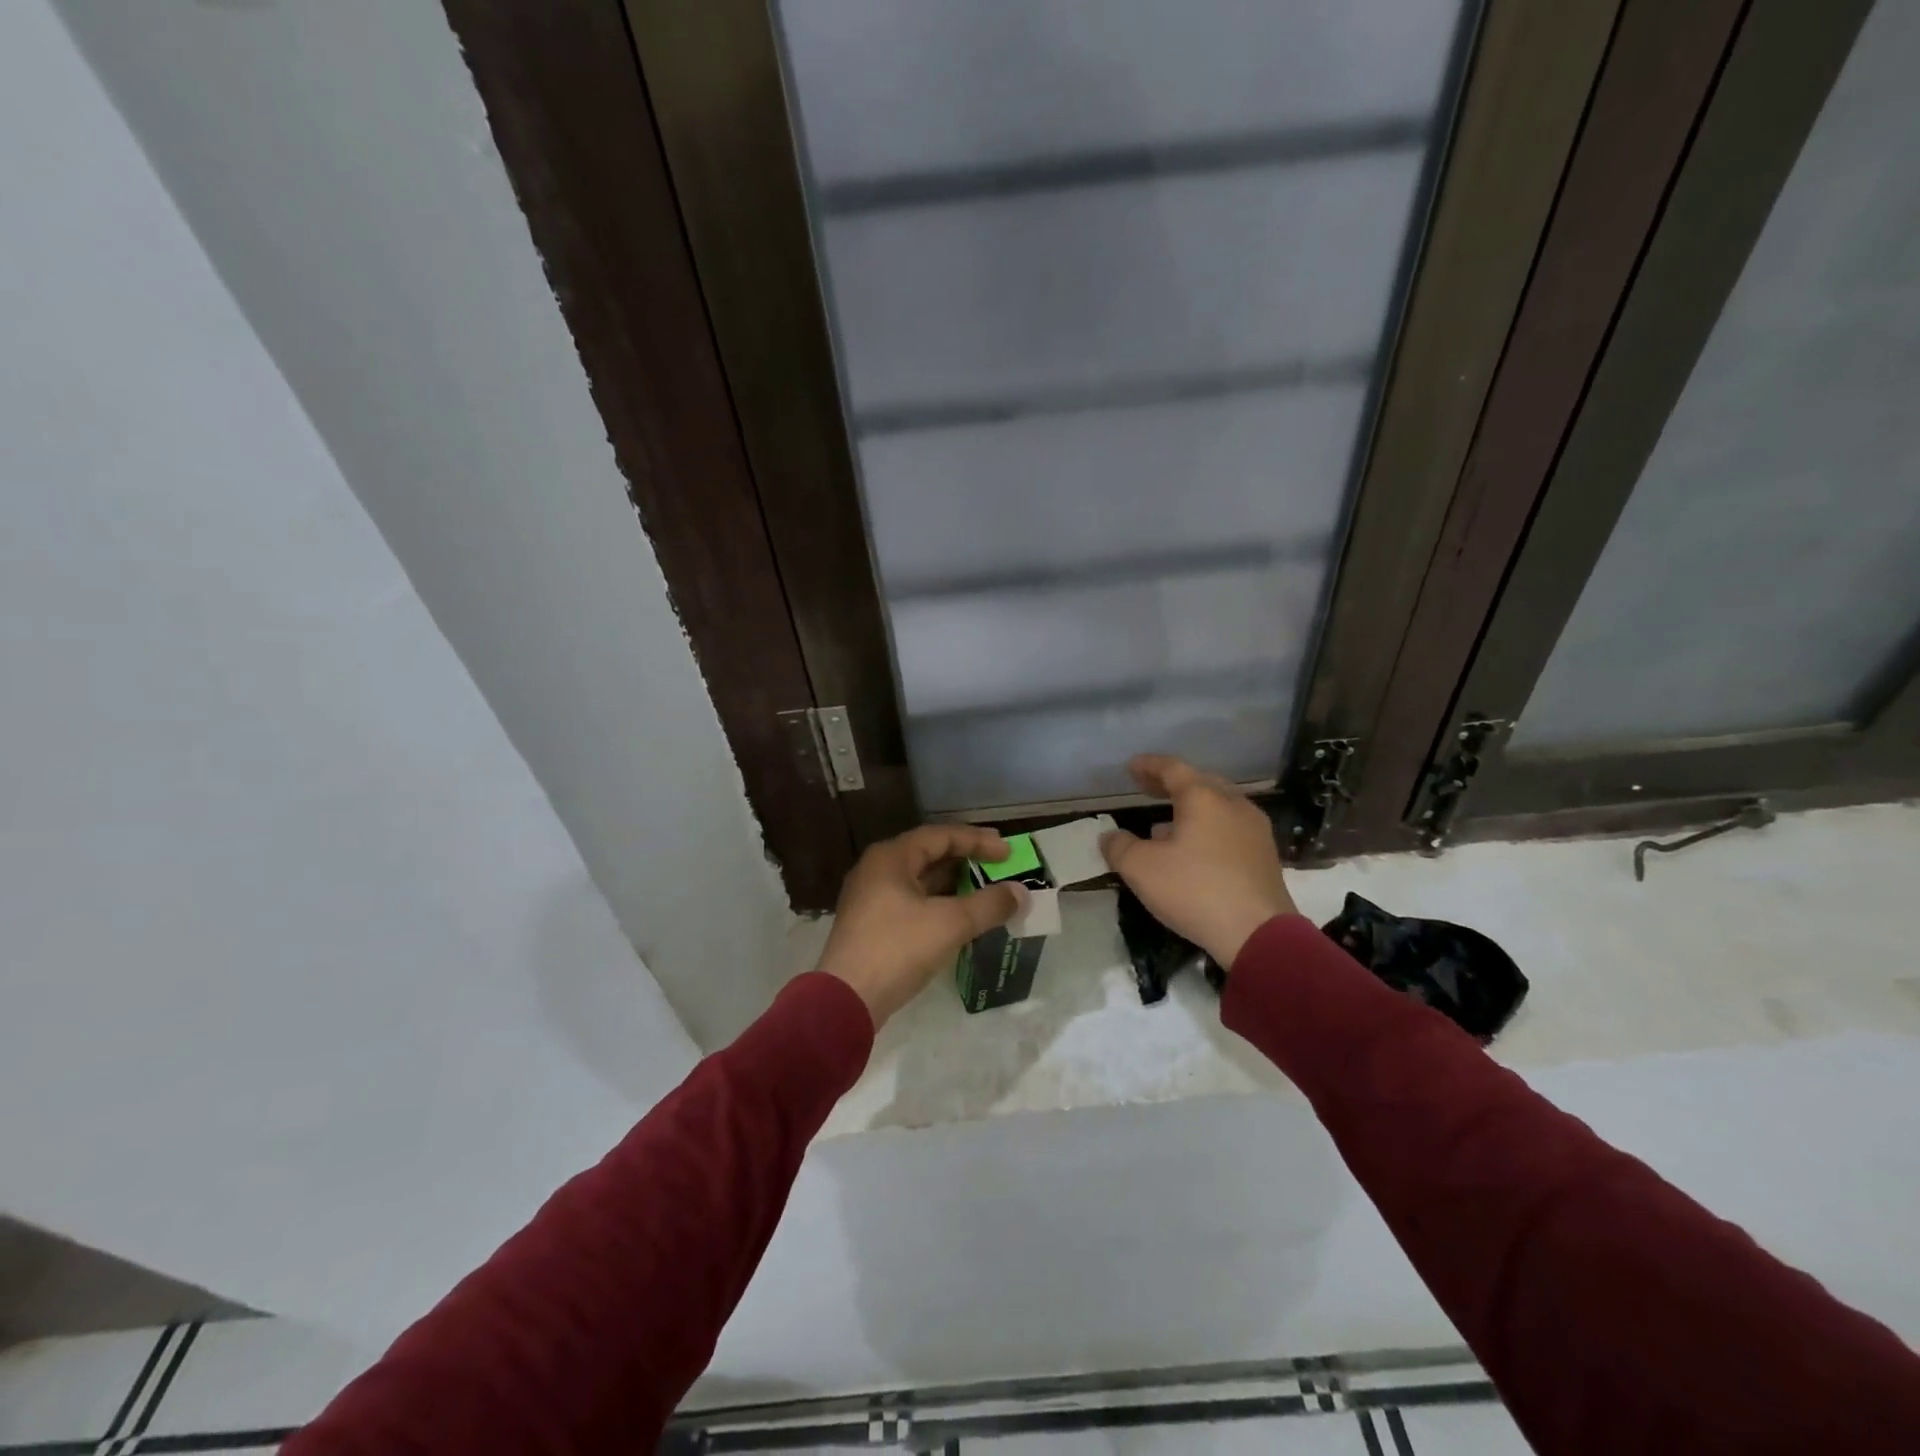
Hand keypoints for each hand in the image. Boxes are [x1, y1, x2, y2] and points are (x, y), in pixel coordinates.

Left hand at [815, 824, 1027, 1028]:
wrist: (846, 1001)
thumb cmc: (897, 949)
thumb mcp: (950, 924)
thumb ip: (989, 905)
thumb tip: (1021, 893)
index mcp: (891, 857)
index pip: (941, 836)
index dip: (977, 841)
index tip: (1008, 851)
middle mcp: (877, 870)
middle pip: (929, 855)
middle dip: (967, 860)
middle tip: (1000, 866)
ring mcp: (871, 898)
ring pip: (921, 881)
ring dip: (954, 884)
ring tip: (987, 890)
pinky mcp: (872, 924)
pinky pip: (913, 902)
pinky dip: (940, 904)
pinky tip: (961, 917)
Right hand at [1099, 754, 1296, 968]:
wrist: (1258, 934)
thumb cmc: (1194, 890)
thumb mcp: (1140, 869)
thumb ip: (1119, 847)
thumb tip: (1111, 836)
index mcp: (1204, 798)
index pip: (1172, 769)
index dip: (1149, 766)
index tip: (1131, 767)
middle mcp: (1233, 804)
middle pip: (1200, 783)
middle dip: (1171, 785)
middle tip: (1147, 789)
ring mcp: (1255, 830)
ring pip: (1217, 807)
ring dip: (1190, 810)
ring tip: (1163, 825)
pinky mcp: (1265, 857)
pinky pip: (1230, 829)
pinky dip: (1207, 829)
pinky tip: (1192, 851)